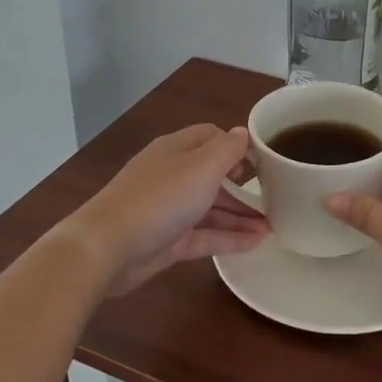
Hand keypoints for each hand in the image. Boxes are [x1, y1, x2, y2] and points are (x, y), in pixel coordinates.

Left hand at [64, 125, 267, 294]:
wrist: (107, 248)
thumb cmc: (159, 198)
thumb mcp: (201, 167)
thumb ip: (227, 149)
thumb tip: (242, 133)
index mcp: (177, 149)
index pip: (211, 137)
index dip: (237, 146)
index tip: (263, 161)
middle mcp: (173, 175)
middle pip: (213, 174)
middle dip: (243, 184)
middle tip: (275, 195)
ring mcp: (169, 210)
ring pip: (211, 207)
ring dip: (240, 214)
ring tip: (273, 225)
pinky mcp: (168, 241)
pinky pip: (205, 235)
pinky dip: (229, 237)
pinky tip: (256, 243)